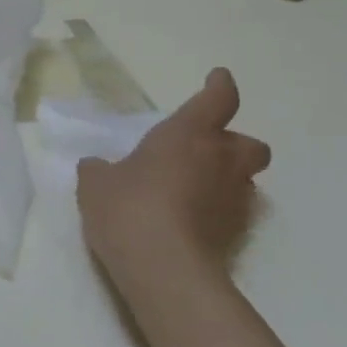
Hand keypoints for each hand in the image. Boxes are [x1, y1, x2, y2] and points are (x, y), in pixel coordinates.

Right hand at [77, 68, 270, 285]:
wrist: (162, 267)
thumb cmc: (128, 207)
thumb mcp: (96, 184)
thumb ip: (99, 170)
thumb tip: (97, 167)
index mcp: (188, 134)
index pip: (217, 99)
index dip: (219, 87)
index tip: (218, 79)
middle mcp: (220, 161)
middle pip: (249, 143)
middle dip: (233, 145)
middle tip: (205, 153)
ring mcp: (232, 199)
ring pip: (244, 179)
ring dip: (226, 179)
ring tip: (194, 191)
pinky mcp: (235, 234)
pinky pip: (232, 212)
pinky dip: (216, 211)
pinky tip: (190, 222)